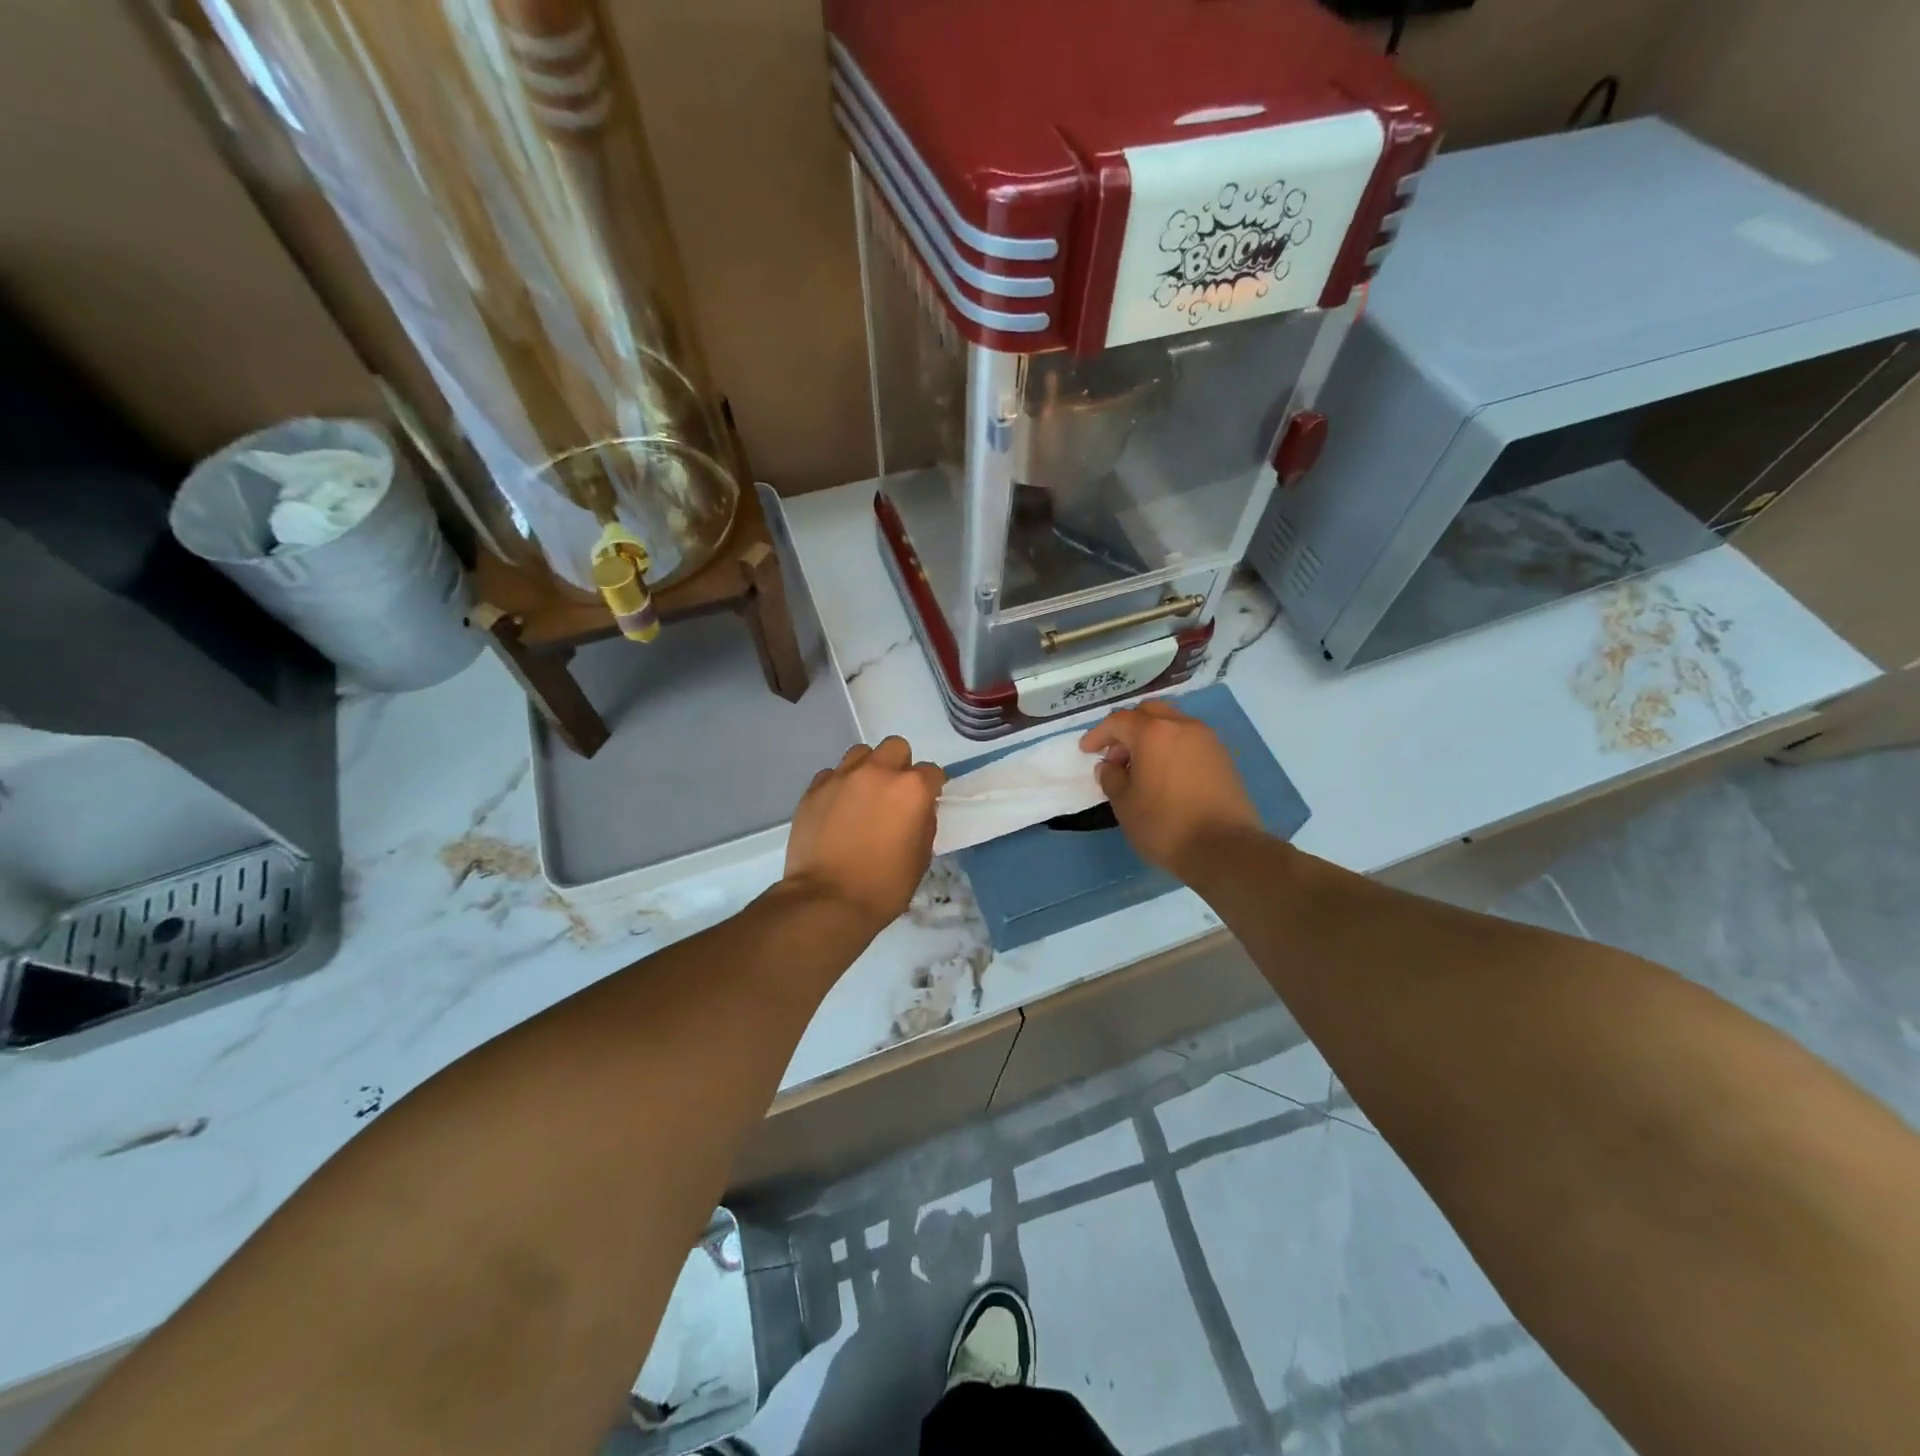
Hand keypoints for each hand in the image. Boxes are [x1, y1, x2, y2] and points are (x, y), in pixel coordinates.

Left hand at [785, 736, 944, 928]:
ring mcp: (842, 777)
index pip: (932, 772)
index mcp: (912, 789)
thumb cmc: (884, 886)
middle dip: (899, 766)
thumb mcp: (921, 858)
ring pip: (861, 753)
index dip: (931, 787)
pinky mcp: (814, 789)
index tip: (925, 803)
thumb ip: (923, 822)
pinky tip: (836, 810)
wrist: (828, 900)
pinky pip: (832, 774)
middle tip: (893, 795)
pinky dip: (838, 786)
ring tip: (862, 797)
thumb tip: (917, 810)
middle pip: (896, 748)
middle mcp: (878, 772)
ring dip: (867, 769)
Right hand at [1080, 700, 1262, 876]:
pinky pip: (1190, 741)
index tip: (1087, 751)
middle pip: (1149, 713)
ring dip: (1151, 737)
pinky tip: (1165, 775)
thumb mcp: (1124, 805)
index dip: (1099, 734)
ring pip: (1172, 724)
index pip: (1119, 721)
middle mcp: (1183, 726)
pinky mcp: (1224, 758)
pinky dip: (1172, 748)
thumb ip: (1111, 778)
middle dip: (1127, 729)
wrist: (1224, 848)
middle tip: (1116, 757)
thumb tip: (1109, 766)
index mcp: (1154, 733)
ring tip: (1140, 768)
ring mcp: (1208, 740)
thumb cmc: (1165, 825)